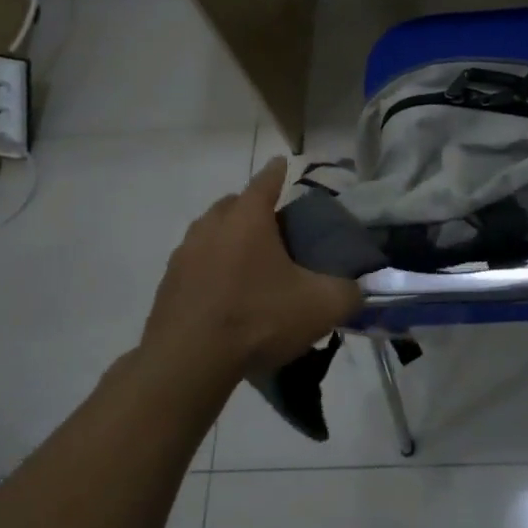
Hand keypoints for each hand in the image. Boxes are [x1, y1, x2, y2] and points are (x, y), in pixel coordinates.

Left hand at [140, 158, 361, 383]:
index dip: (279, 171)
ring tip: (251, 264)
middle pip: (233, 204)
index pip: (266, 180)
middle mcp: (211, 227)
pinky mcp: (168, 286)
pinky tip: (227, 296)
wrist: (187, 364)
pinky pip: (195, 266)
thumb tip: (359, 289)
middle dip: (252, 208)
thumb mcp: (320, 307)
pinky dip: (211, 270)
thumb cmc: (257, 319)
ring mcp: (183, 256)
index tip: (284, 164)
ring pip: (210, 234)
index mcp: (247, 218)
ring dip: (229, 240)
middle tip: (276, 228)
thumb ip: (349, 292)